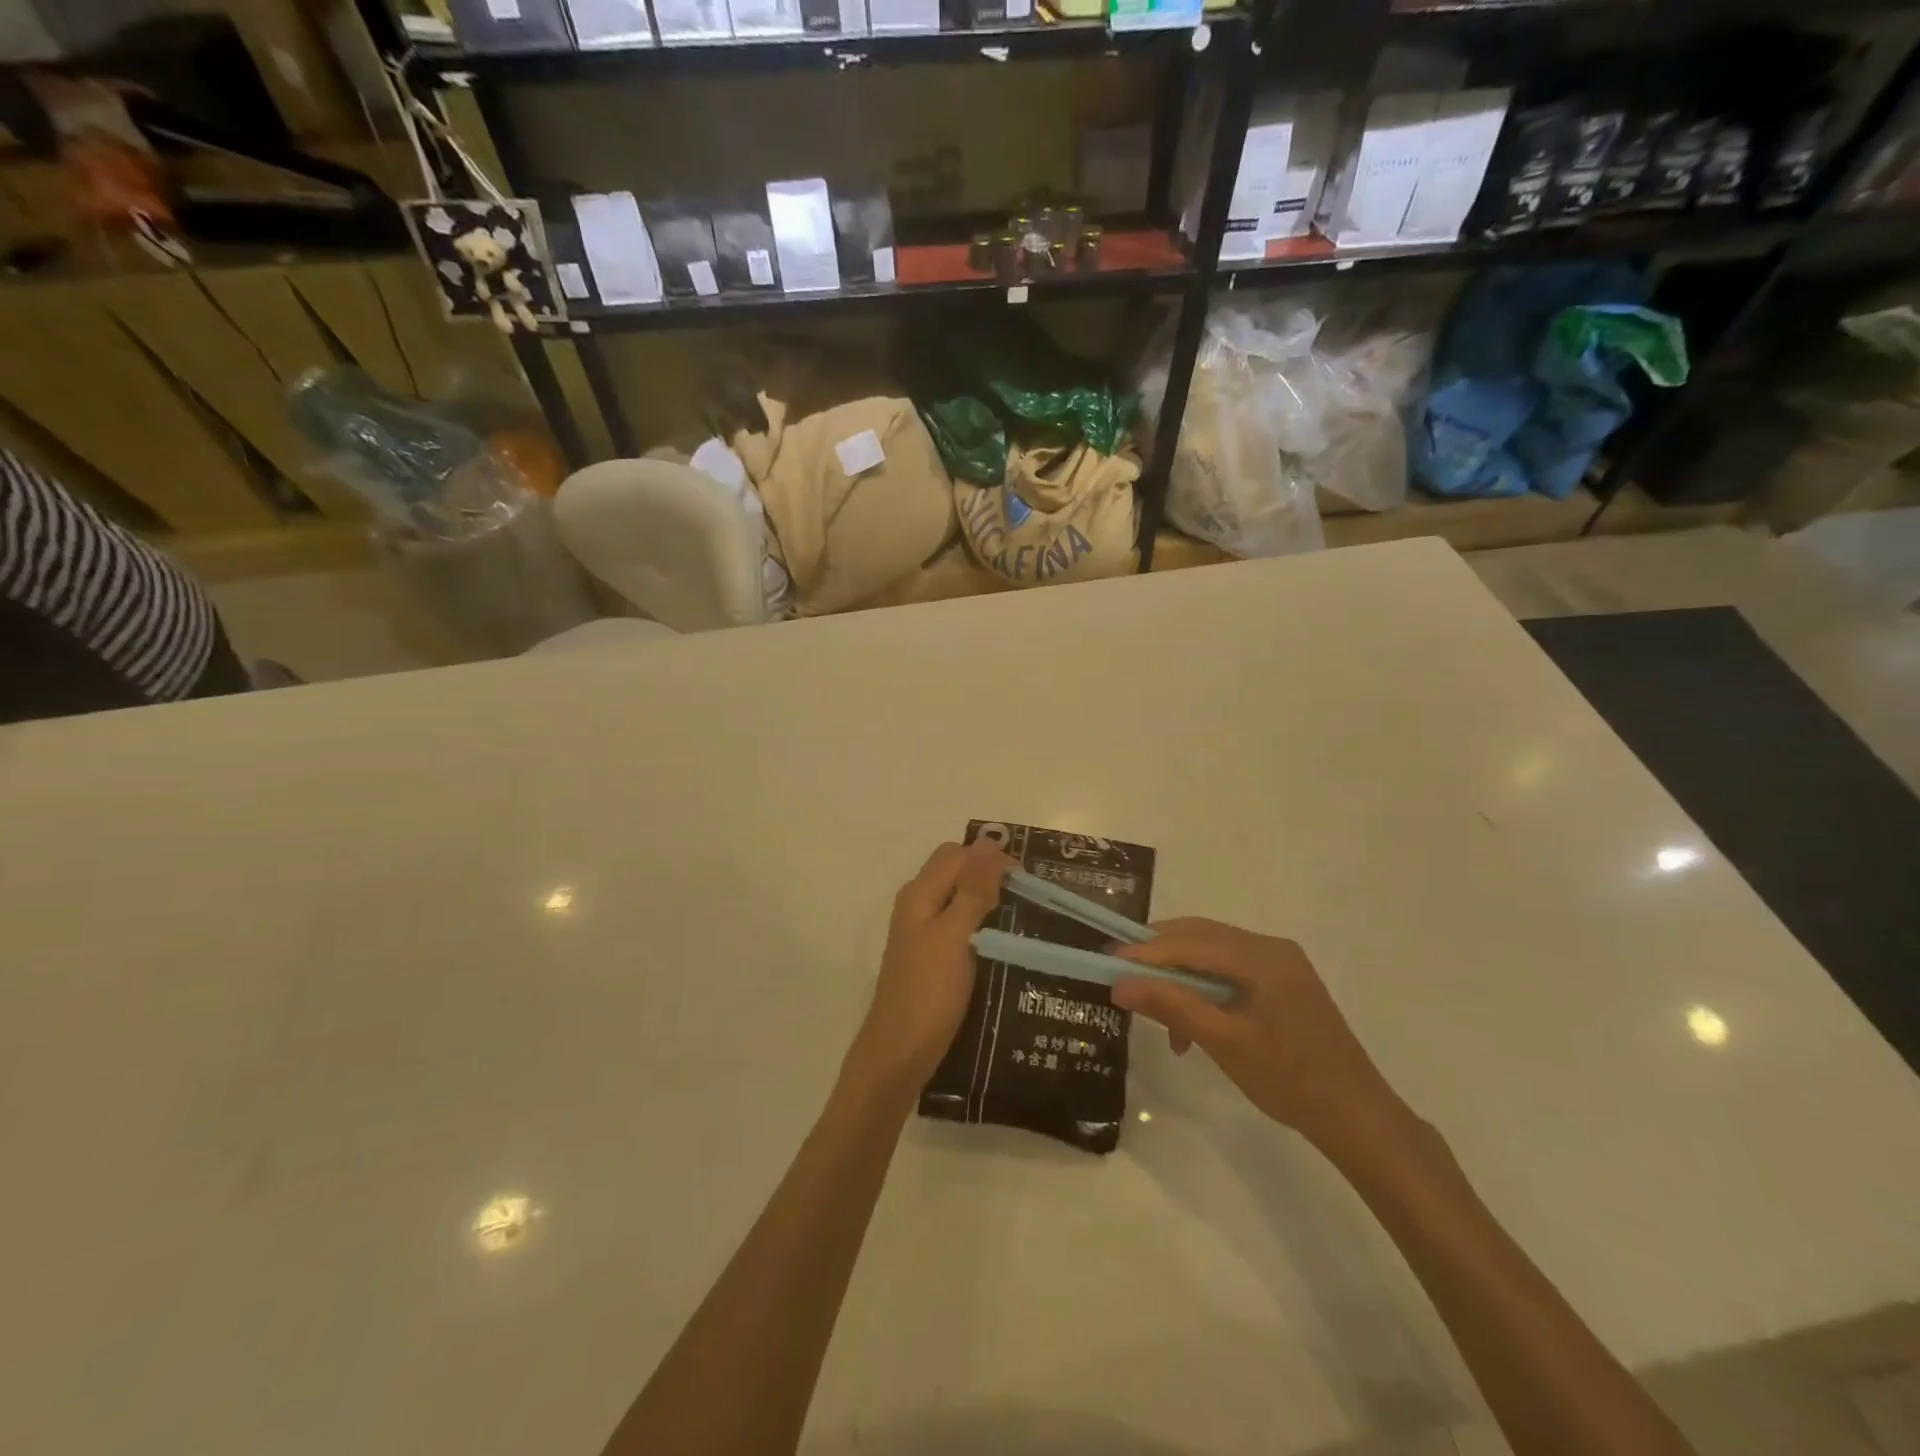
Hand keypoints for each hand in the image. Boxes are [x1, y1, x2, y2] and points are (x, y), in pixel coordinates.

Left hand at [846, 840, 1010, 1093]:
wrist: (899, 1054)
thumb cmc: (928, 992)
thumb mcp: (955, 935)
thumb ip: (972, 889)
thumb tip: (989, 841)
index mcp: (920, 893)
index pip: (957, 854)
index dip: (991, 856)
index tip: (1028, 878)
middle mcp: (918, 905)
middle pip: (955, 871)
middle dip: (989, 873)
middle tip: (1027, 894)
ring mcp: (922, 932)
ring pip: (958, 898)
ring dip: (987, 898)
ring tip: (1023, 914)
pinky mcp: (932, 957)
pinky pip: (958, 924)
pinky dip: (981, 923)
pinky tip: (1003, 940)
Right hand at [1112, 918, 1405, 1152]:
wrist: (1358, 1119)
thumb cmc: (1291, 1081)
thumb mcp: (1224, 1043)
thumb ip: (1172, 1006)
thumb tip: (1119, 984)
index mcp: (1263, 957)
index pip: (1192, 942)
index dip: (1146, 950)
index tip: (1107, 961)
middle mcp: (1271, 948)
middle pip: (1201, 938)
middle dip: (1159, 956)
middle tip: (1121, 974)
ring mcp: (1280, 964)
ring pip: (1212, 954)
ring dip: (1179, 977)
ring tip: (1154, 1010)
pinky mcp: (1282, 984)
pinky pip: (1229, 972)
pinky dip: (1202, 990)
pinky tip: (1189, 1025)